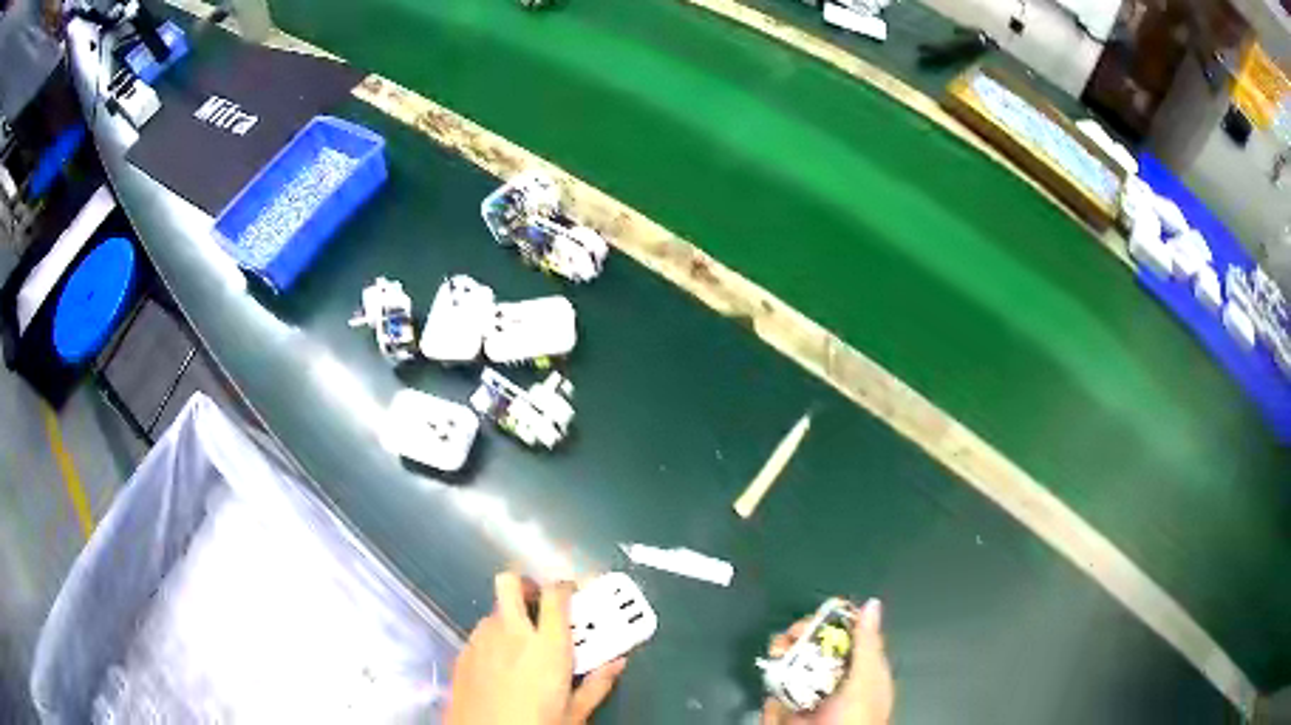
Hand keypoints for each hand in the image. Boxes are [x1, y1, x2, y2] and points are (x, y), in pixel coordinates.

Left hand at [445, 573, 626, 724]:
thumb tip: (618, 662)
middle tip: (539, 604)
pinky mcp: (462, 653)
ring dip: (508, 617)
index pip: (555, 594)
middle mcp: (510, 634)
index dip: (565, 587)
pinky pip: (479, 633)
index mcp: (546, 646)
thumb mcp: (576, 712)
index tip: (572, 595)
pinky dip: (492, 639)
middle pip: (510, 583)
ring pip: (494, 610)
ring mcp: (481, 641)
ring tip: (521, 644)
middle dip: (525, 585)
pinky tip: (500, 665)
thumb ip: (598, 684)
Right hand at [761, 599, 894, 724]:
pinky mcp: (787, 714)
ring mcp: (810, 698)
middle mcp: (834, 681)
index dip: (830, 623)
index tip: (814, 617)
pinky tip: (772, 684)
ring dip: (779, 660)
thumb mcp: (866, 680)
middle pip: (814, 649)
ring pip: (791, 668)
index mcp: (860, 670)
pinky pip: (775, 695)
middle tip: (786, 639)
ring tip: (774, 655)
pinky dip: (771, 690)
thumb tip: (871, 603)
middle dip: (797, 639)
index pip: (846, 636)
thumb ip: (866, 644)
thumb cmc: (856, 719)